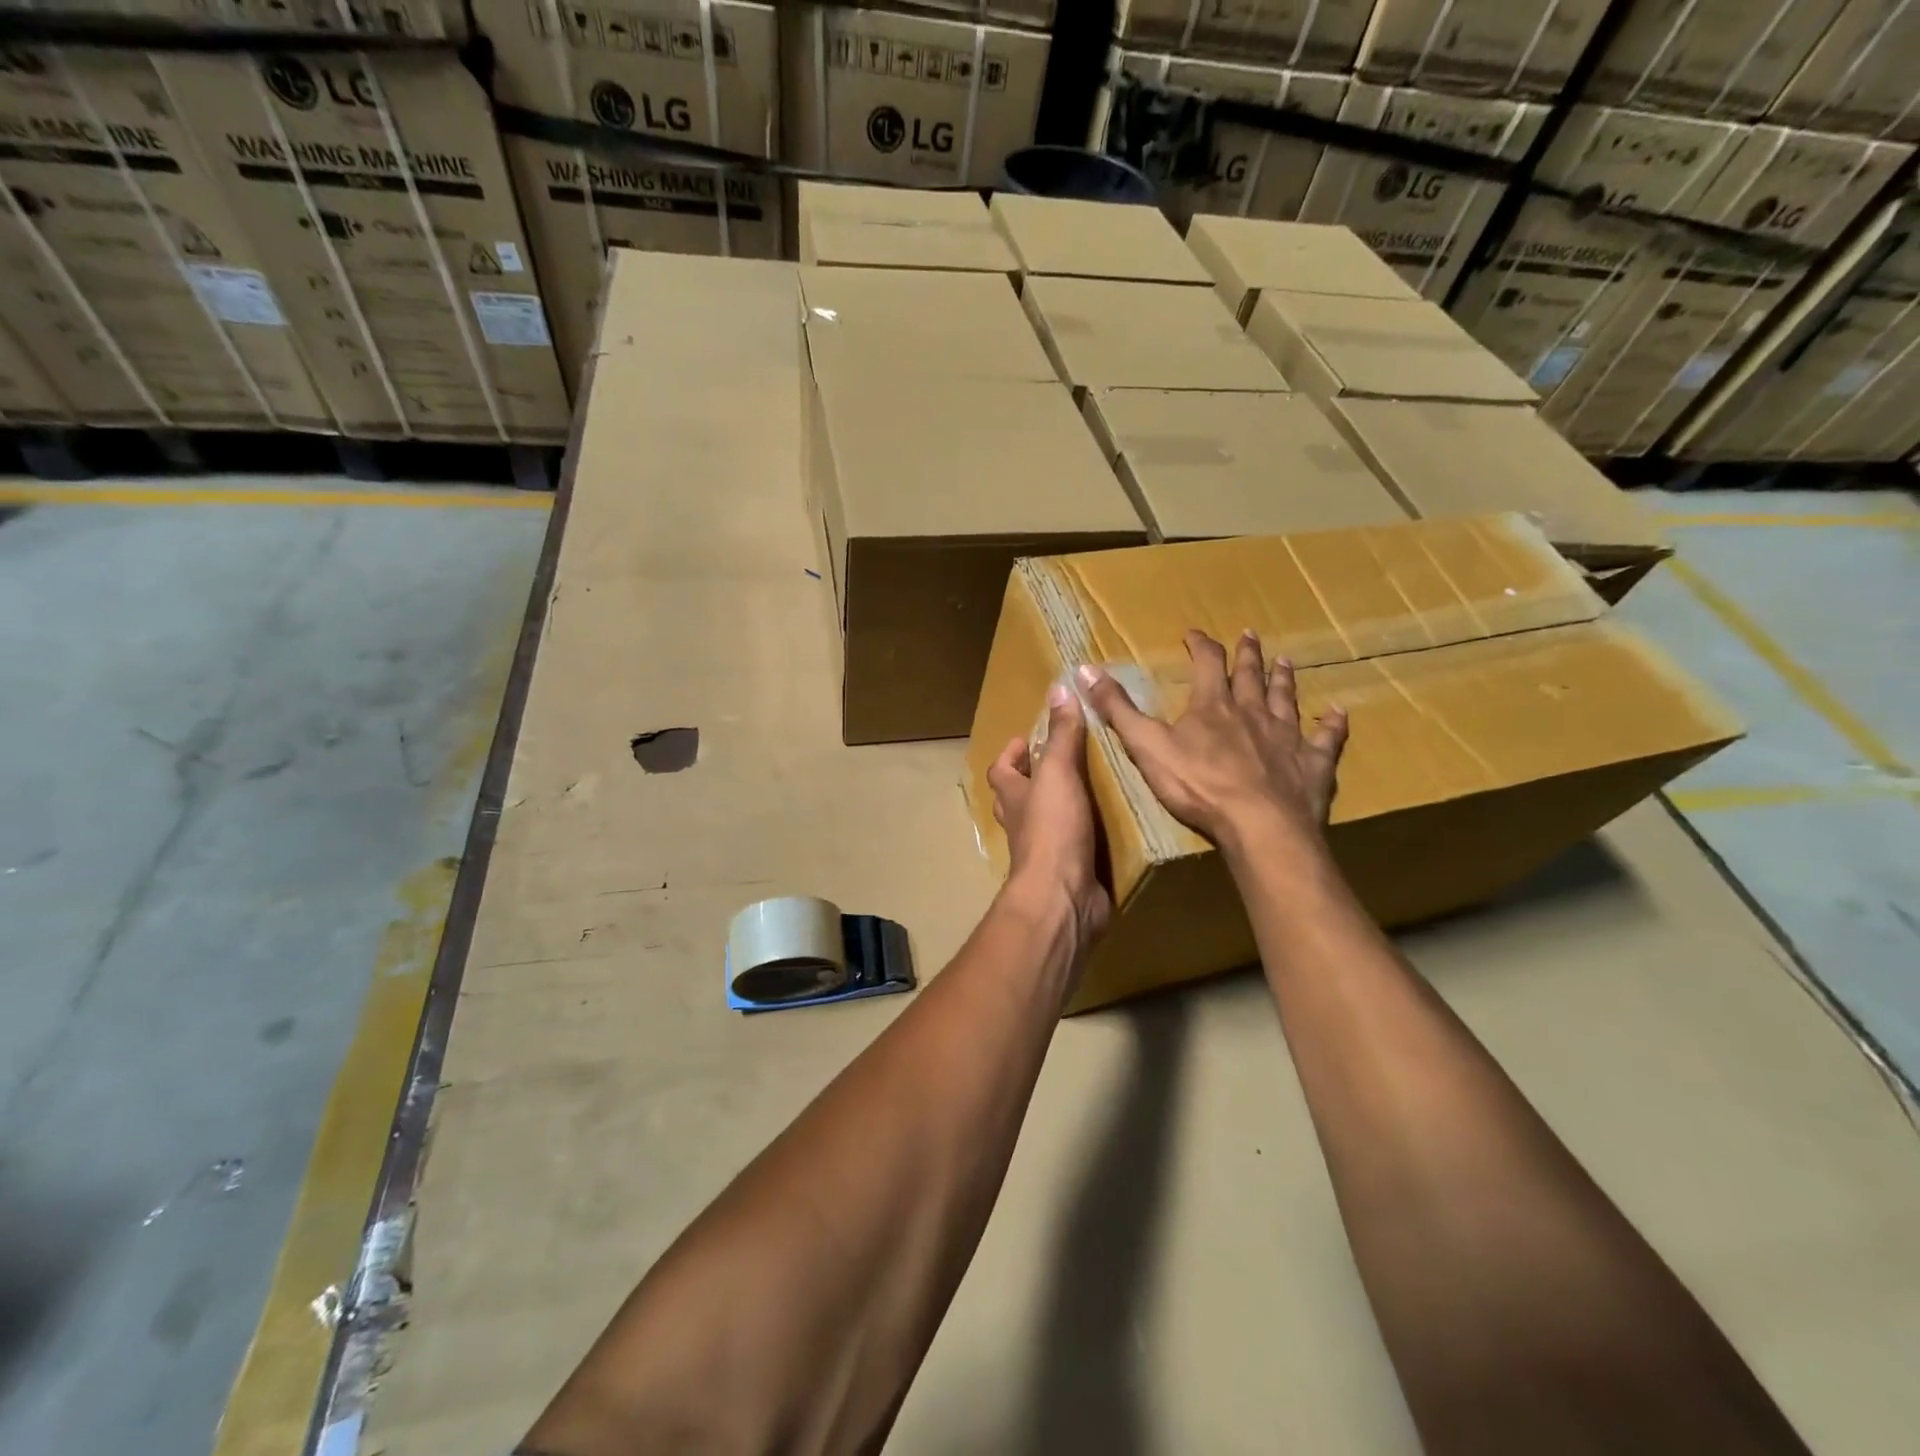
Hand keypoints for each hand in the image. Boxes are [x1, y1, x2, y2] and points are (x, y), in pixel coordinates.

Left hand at [987, 682, 1111, 945]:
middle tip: (1068, 760)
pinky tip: (1112, 825)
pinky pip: (1076, 846)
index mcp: (1013, 797)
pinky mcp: (1069, 871)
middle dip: (1037, 778)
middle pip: (1020, 796)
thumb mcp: (1058, 773)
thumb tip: (1058, 687)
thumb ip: (1061, 735)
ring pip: (1047, 821)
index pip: (1001, 769)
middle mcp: (1024, 823)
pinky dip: (1088, 835)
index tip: (1031, 738)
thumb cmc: (1053, 830)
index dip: (1012, 753)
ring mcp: (1044, 850)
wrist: (1063, 897)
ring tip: (1096, 785)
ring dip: (1064, 806)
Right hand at [1076, 629, 1347, 853]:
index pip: (1206, 664)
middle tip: (1250, 635)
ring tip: (1285, 661)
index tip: (1193, 634)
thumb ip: (1117, 709)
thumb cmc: (1198, 786)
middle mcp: (1252, 712)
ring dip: (1283, 679)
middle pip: (1250, 675)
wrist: (1258, 825)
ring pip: (1286, 699)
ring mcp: (1286, 736)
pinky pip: (1326, 739)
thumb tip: (1084, 670)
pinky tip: (1338, 713)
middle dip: (1246, 654)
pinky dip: (1332, 725)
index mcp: (1212, 707)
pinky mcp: (1312, 764)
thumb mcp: (1146, 746)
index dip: (1199, 646)